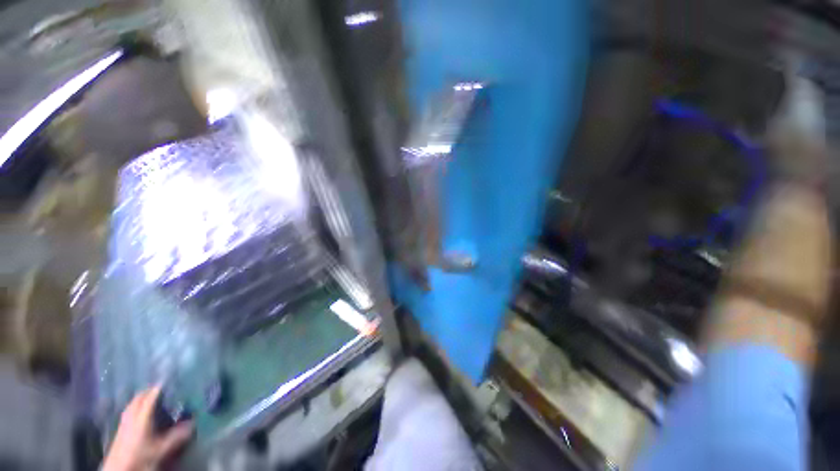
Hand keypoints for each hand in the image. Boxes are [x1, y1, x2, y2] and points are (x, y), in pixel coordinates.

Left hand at [102, 386, 192, 470]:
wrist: (119, 469)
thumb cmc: (141, 456)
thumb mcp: (161, 448)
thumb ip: (177, 436)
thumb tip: (193, 423)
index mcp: (142, 417)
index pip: (150, 397)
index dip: (159, 388)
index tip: (169, 379)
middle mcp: (132, 416)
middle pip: (139, 398)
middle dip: (149, 391)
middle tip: (162, 387)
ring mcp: (124, 421)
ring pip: (132, 403)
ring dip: (141, 397)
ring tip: (151, 396)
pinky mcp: (120, 428)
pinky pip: (128, 410)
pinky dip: (136, 405)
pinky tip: (139, 410)